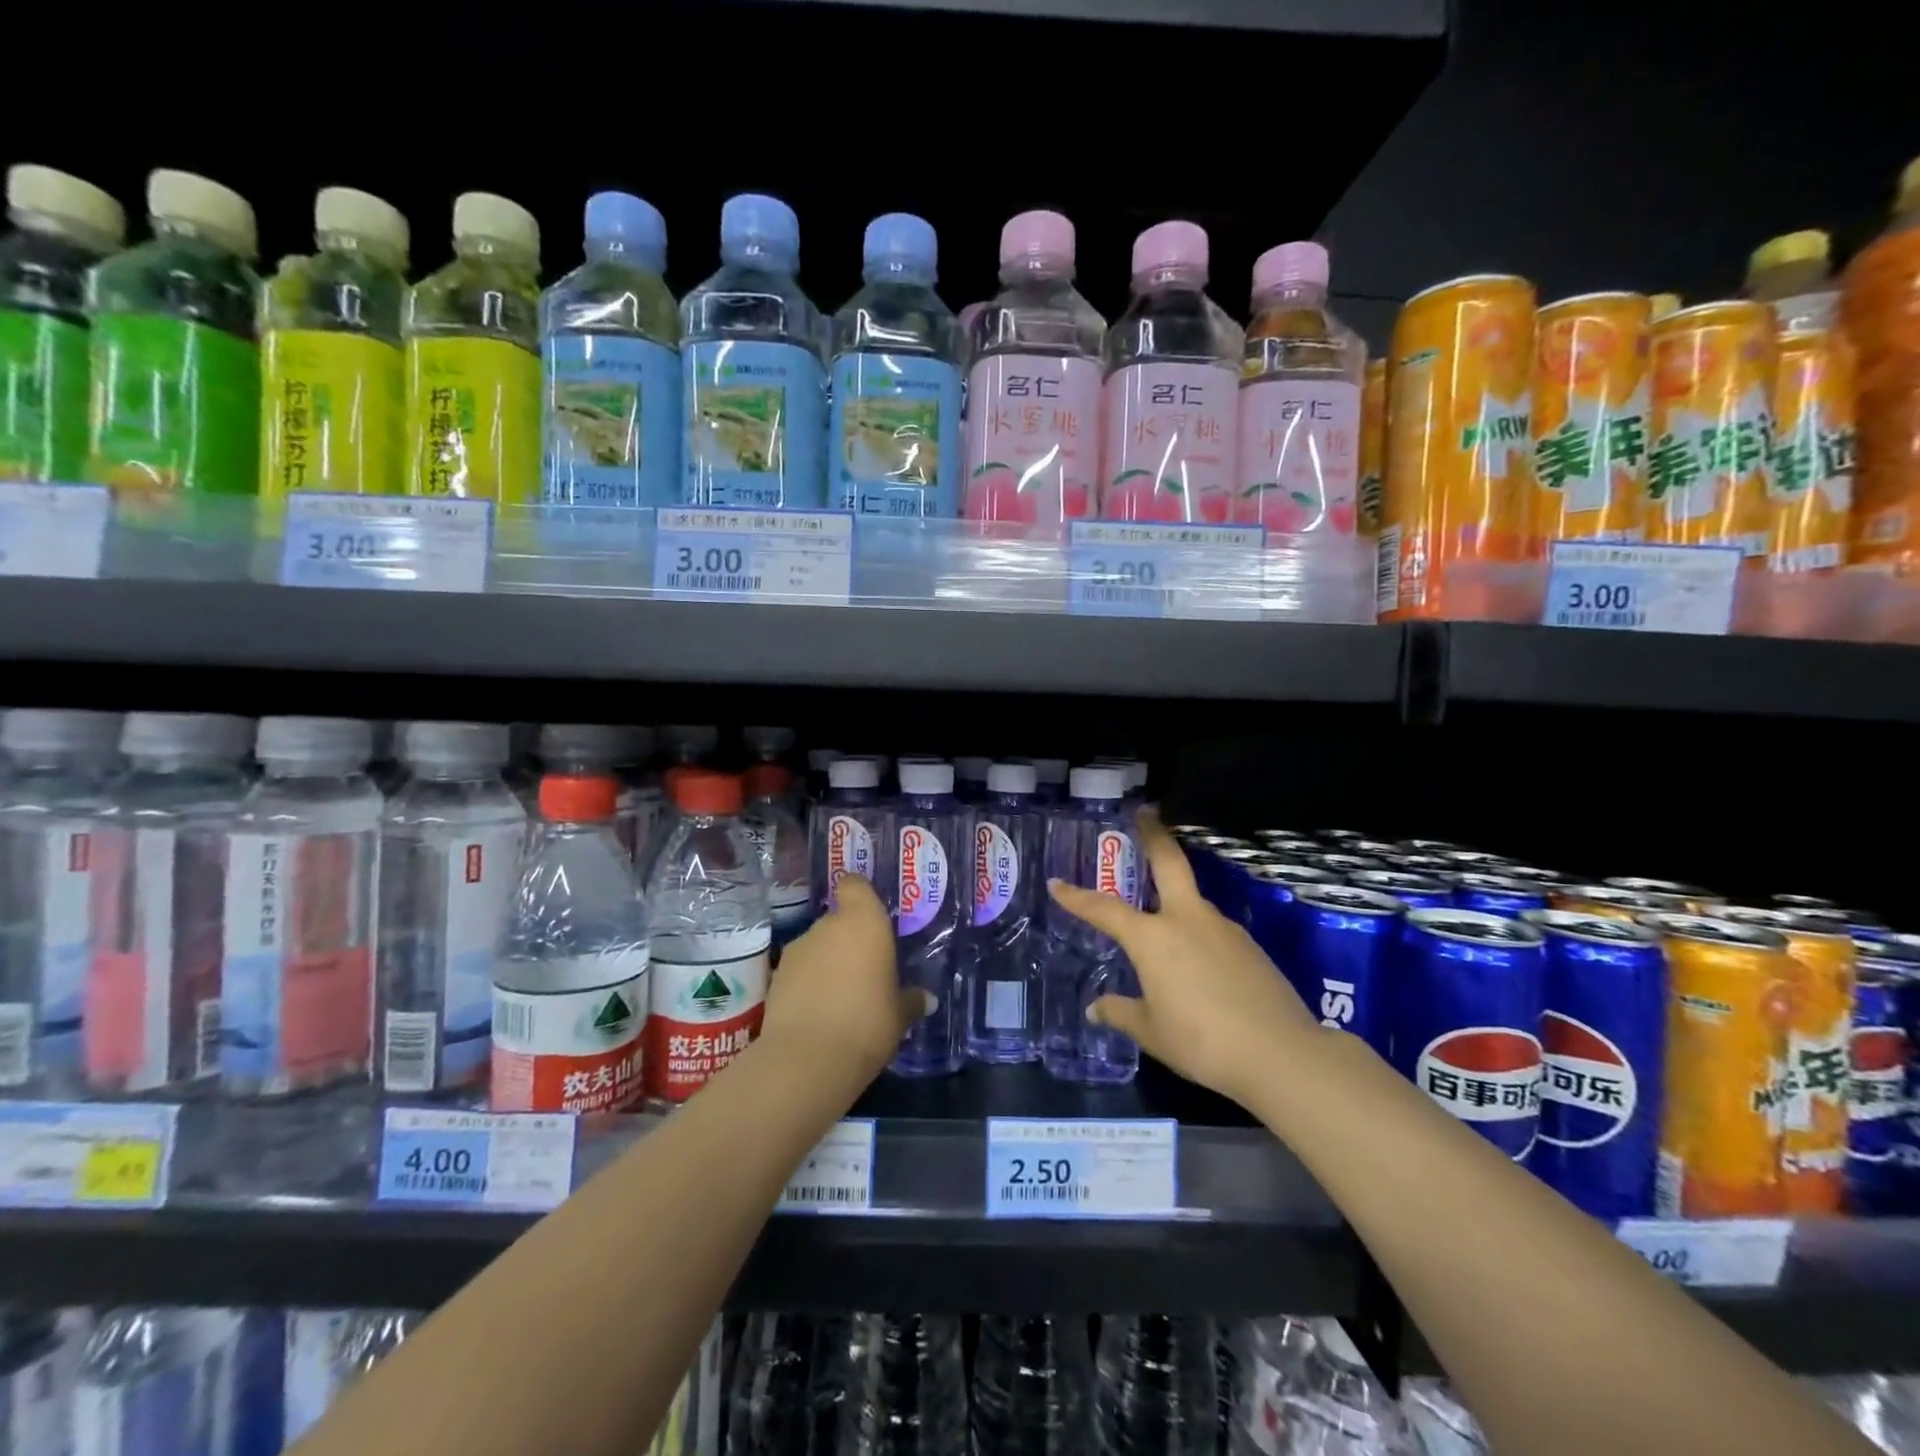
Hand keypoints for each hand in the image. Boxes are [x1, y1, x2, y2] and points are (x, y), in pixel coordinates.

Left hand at [760, 875, 929, 1081]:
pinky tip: (820, 1012)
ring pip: (818, 946)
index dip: (860, 895)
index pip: (855, 885)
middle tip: (866, 970)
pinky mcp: (775, 977)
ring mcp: (797, 949)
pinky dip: (808, 984)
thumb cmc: (868, 1023)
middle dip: (849, 940)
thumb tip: (926, 999)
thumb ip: (911, 1000)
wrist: (807, 1060)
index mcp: (864, 922)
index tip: (871, 914)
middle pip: (838, 920)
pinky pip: (800, 971)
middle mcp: (828, 926)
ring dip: (828, 963)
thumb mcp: (899, 1015)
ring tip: (842, 997)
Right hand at [1046, 808, 1321, 1103]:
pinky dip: (1198, 933)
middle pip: (1169, 862)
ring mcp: (1223, 928)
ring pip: (1192, 900)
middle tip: (1145, 811)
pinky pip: (1213, 929)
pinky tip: (1200, 963)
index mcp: (1153, 937)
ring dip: (1176, 896)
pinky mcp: (1250, 947)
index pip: (1105, 909)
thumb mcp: (1152, 1032)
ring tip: (1163, 921)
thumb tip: (1097, 1009)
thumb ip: (1122, 1013)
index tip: (1057, 883)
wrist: (1281, 1054)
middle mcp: (1187, 920)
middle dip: (1154, 834)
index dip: (1077, 897)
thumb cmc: (1202, 1041)